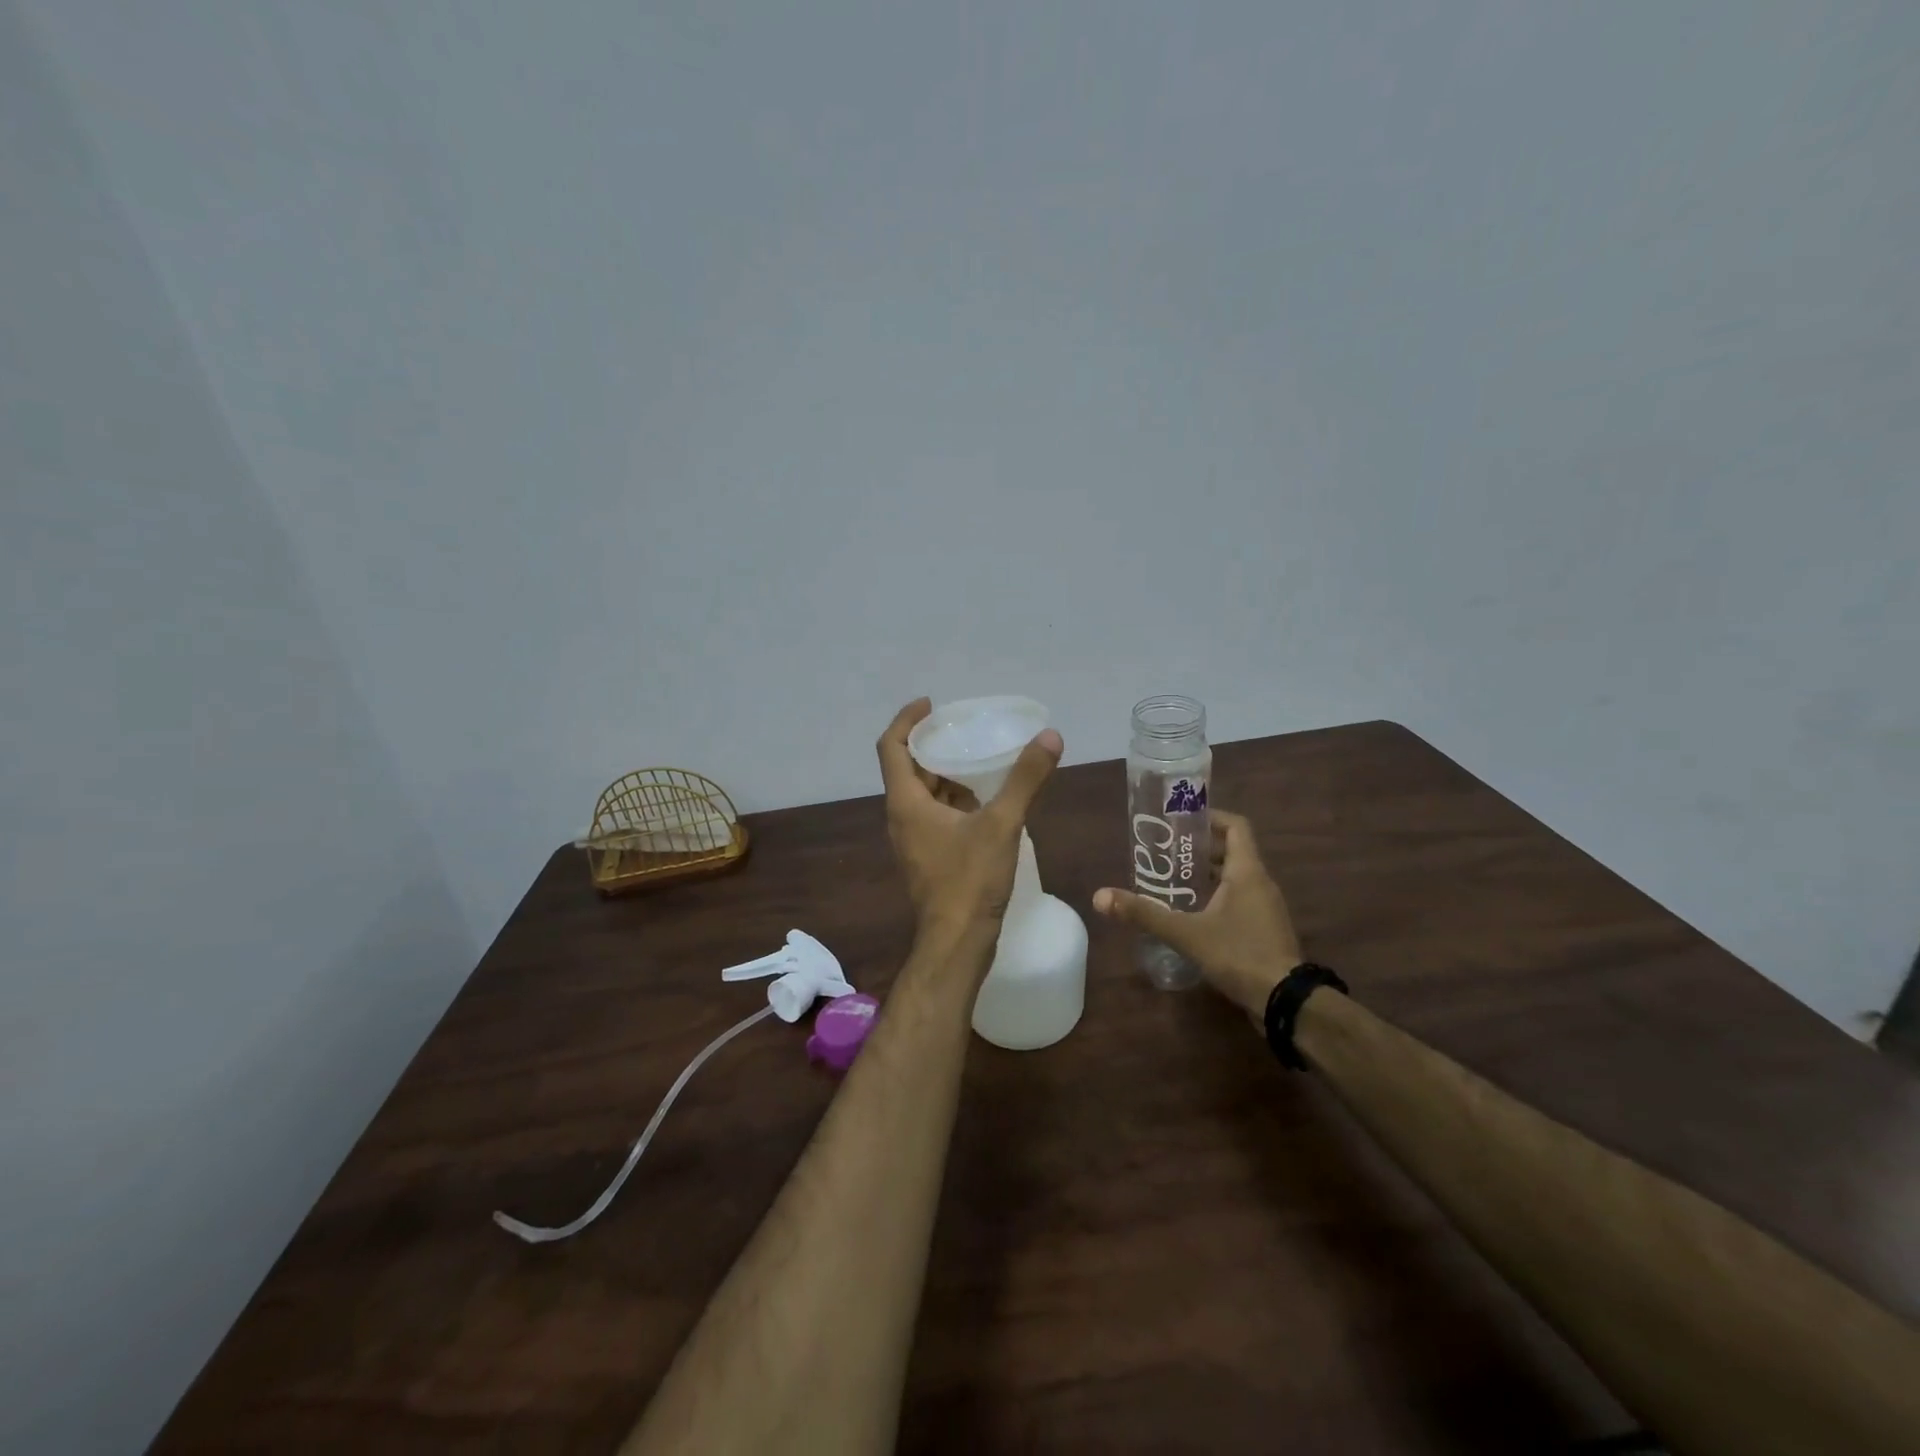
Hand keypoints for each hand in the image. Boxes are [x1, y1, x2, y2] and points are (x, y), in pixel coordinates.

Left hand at [877, 698, 1063, 946]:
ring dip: (945, 774)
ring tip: (978, 759)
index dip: (906, 719)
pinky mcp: (927, 858)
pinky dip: (953, 801)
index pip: (891, 746)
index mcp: (906, 802)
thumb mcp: (1002, 823)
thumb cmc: (970, 880)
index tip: (932, 704)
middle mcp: (901, 817)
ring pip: (923, 795)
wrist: (957, 943)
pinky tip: (985, 801)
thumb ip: (1025, 779)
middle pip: (908, 768)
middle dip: (932, 745)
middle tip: (963, 729)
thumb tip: (1050, 737)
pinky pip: (935, 816)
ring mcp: (913, 840)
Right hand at [1093, 810, 1301, 1016]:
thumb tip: (1100, 897)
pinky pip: (1239, 900)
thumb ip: (1145, 914)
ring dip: (1207, 874)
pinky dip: (1217, 898)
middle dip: (1198, 849)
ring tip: (1172, 880)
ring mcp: (1266, 908)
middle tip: (1166, 852)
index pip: (1235, 826)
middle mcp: (1261, 883)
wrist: (1285, 1002)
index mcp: (1247, 872)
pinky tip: (1192, 914)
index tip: (1181, 820)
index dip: (1210, 817)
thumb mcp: (1186, 933)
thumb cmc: (1239, 954)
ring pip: (1235, 878)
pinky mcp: (1265, 930)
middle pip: (1231, 851)